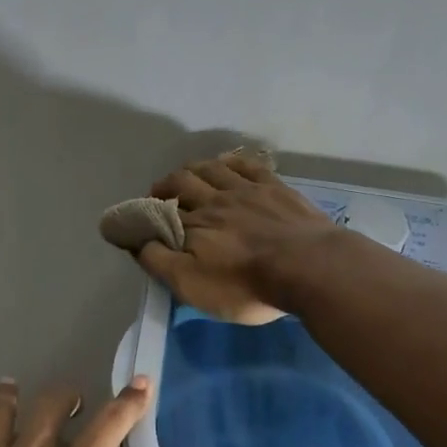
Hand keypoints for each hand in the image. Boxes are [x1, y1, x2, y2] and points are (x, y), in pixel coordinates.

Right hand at [137, 154, 342, 323]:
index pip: (159, 213)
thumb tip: (137, 241)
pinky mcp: (276, 188)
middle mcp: (214, 200)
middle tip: (159, 194)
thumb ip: (159, 261)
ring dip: (194, 169)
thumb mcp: (192, 285)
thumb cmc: (246, 285)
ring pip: (212, 168)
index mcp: (192, 224)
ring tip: (187, 175)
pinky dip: (231, 162)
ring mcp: (247, 190)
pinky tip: (227, 164)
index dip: (145, 215)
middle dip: (165, 186)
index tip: (137, 220)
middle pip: (182, 182)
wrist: (310, 268)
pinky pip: (247, 165)